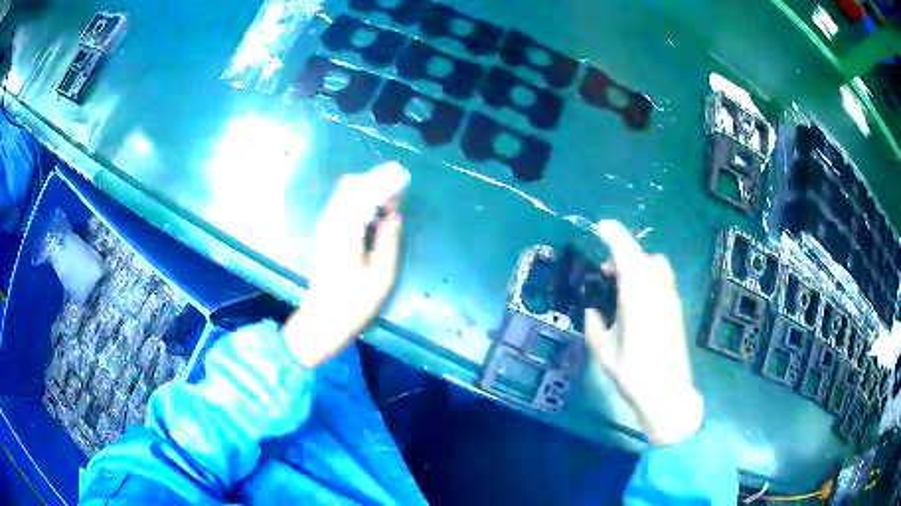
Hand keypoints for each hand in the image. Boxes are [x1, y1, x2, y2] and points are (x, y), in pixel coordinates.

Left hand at [283, 174, 402, 367]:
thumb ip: (389, 240)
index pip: (363, 192)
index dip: (384, 182)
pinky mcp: (323, 234)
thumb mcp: (382, 276)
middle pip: (351, 186)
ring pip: (344, 193)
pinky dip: (357, 199)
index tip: (403, 179)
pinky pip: (340, 204)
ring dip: (366, 189)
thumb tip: (394, 214)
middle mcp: (331, 222)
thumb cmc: (354, 303)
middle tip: (397, 190)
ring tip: (388, 199)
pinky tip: (372, 212)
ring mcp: (324, 227)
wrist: (322, 321)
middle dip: (375, 181)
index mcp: (345, 231)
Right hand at [584, 220, 702, 446]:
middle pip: (645, 257)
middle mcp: (658, 291)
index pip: (627, 255)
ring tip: (624, 286)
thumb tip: (593, 312)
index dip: (615, 236)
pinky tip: (638, 304)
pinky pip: (664, 283)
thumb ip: (595, 326)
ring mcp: (672, 301)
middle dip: (626, 254)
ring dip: (641, 266)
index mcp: (638, 296)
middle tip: (608, 271)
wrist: (668, 394)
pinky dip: (650, 280)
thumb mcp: (604, 352)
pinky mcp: (677, 313)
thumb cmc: (633, 373)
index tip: (602, 226)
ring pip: (658, 268)